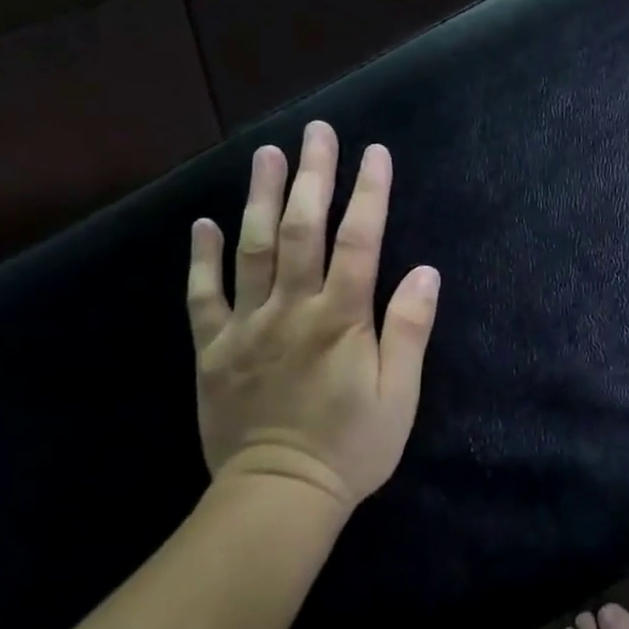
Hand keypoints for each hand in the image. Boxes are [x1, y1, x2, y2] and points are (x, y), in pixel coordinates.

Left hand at [186, 121, 440, 510]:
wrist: (279, 496)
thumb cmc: (351, 447)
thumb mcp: (399, 395)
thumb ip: (409, 330)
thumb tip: (426, 272)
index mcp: (341, 319)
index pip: (360, 241)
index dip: (369, 194)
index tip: (375, 153)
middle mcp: (292, 310)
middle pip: (302, 230)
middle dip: (313, 176)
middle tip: (317, 131)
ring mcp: (247, 326)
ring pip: (252, 249)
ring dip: (261, 198)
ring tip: (267, 154)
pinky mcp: (213, 349)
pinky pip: (203, 296)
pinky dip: (202, 257)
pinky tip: (204, 223)